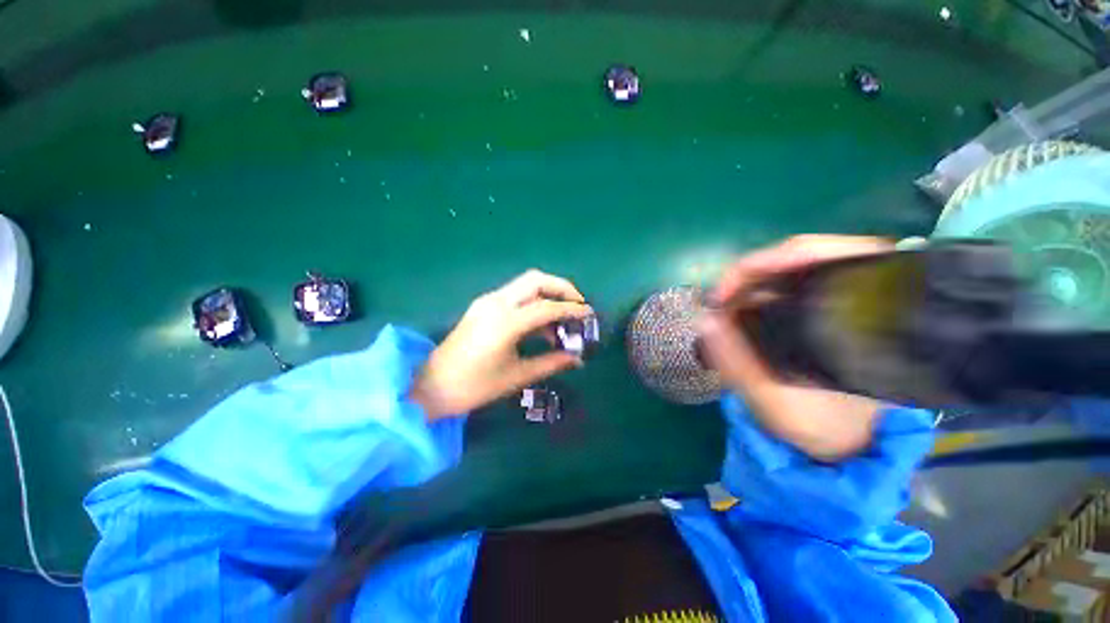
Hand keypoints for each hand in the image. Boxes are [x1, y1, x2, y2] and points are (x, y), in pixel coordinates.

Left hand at [410, 270, 592, 419]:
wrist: (431, 386)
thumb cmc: (474, 387)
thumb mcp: (517, 376)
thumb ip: (551, 363)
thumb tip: (577, 358)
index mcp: (505, 322)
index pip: (547, 307)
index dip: (572, 310)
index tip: (590, 314)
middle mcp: (496, 303)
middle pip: (536, 279)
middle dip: (562, 287)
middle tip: (578, 304)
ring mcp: (487, 301)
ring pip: (525, 284)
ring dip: (547, 294)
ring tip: (562, 319)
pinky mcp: (482, 306)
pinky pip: (515, 295)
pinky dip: (533, 301)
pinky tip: (540, 324)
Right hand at [698, 235, 894, 460]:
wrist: (852, 443)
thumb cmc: (825, 428)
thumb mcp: (777, 403)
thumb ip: (738, 365)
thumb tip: (703, 320)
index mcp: (865, 314)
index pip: (814, 255)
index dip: (760, 265)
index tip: (721, 295)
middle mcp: (860, 296)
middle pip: (799, 255)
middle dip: (748, 275)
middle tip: (716, 302)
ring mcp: (843, 301)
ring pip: (790, 268)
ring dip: (749, 284)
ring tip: (722, 307)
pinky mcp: (827, 311)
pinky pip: (788, 286)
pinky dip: (756, 294)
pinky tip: (738, 311)